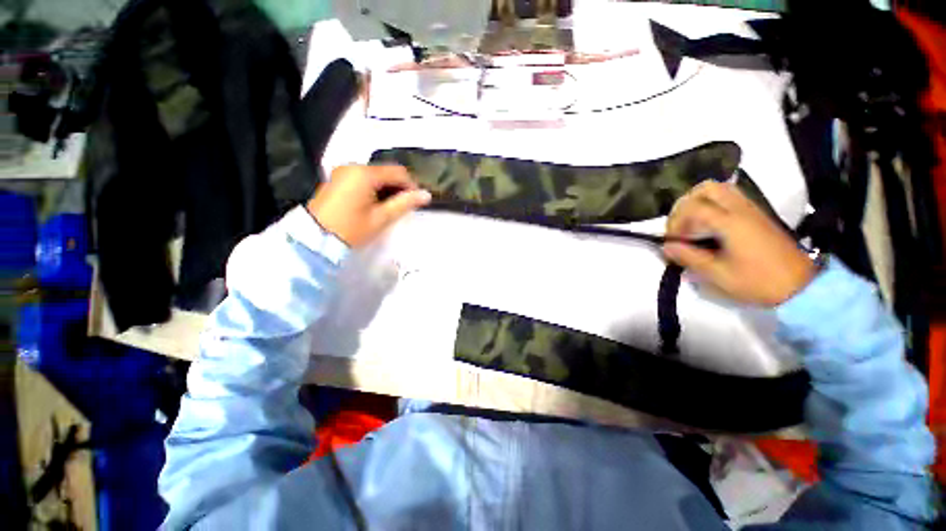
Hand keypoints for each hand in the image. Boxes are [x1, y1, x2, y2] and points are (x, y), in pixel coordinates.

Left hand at [307, 165, 431, 247]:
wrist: (314, 238)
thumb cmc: (352, 229)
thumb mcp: (381, 218)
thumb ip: (405, 203)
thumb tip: (426, 195)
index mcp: (364, 174)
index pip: (398, 172)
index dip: (411, 185)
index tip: (417, 201)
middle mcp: (353, 166)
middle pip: (386, 171)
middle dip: (399, 187)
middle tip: (405, 206)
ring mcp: (343, 171)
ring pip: (375, 175)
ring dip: (387, 188)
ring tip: (392, 206)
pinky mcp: (338, 179)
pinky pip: (363, 178)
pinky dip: (374, 188)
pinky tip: (376, 203)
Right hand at [662, 181, 815, 306]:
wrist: (800, 286)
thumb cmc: (758, 282)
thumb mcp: (719, 275)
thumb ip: (690, 258)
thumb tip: (666, 247)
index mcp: (731, 223)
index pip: (694, 208)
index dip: (676, 222)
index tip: (673, 241)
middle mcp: (741, 209)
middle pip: (706, 188)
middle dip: (685, 204)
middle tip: (680, 225)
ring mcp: (751, 209)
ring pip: (719, 188)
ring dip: (698, 201)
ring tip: (691, 223)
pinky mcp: (756, 214)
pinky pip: (729, 196)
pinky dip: (712, 204)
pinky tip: (709, 224)